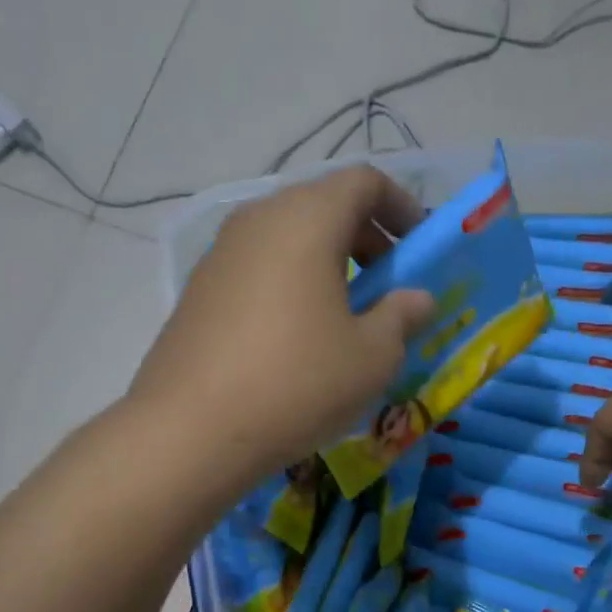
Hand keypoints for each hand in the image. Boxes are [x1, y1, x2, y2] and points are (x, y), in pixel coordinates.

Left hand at [129, 165, 435, 486]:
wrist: (191, 430)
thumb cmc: (298, 383)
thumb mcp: (372, 357)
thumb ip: (402, 316)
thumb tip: (417, 298)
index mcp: (307, 219)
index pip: (364, 182)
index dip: (401, 206)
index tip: (420, 247)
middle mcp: (259, 220)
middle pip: (323, 205)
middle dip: (366, 238)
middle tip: (388, 287)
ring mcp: (221, 253)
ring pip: (289, 238)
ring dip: (327, 264)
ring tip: (345, 317)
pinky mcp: (199, 289)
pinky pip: (260, 268)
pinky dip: (291, 284)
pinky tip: (298, 338)